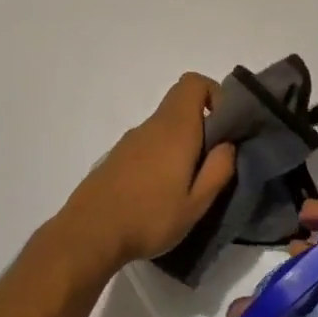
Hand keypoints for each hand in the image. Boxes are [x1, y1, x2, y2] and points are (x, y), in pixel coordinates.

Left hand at [55, 73, 237, 273]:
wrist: (89, 234)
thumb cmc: (150, 217)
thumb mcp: (196, 204)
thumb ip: (218, 170)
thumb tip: (228, 144)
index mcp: (175, 129)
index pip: (193, 82)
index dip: (214, 94)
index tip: (224, 127)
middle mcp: (152, 125)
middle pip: (180, 106)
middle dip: (202, 126)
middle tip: (210, 163)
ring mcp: (130, 140)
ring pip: (164, 127)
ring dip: (181, 145)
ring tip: (185, 186)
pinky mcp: (116, 157)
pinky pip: (148, 144)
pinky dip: (161, 157)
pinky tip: (158, 194)